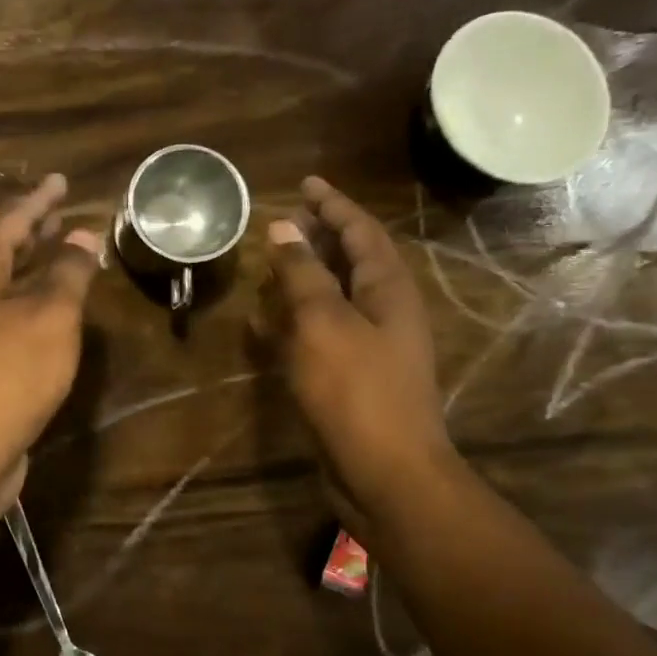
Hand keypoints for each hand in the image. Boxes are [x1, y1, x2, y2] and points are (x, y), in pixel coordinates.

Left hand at [0, 174, 102, 505]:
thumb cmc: (8, 371)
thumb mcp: (50, 315)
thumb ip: (68, 272)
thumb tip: (82, 236)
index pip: (11, 219)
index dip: (40, 200)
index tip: (61, 180)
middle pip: (1, 250)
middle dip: (33, 232)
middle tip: (61, 214)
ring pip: (4, 286)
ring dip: (33, 269)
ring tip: (63, 254)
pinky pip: (8, 318)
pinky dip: (32, 306)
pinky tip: (53, 314)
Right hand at [260, 176, 455, 524]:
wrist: (385, 472)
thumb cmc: (356, 391)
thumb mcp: (324, 324)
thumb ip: (303, 274)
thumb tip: (284, 227)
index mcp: (389, 289)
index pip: (361, 231)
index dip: (333, 204)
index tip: (305, 183)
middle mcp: (385, 312)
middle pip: (352, 260)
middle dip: (320, 236)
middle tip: (285, 220)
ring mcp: (370, 347)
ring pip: (336, 297)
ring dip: (306, 276)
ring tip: (272, 262)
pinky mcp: (351, 377)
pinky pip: (322, 332)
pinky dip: (296, 319)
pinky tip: (267, 323)